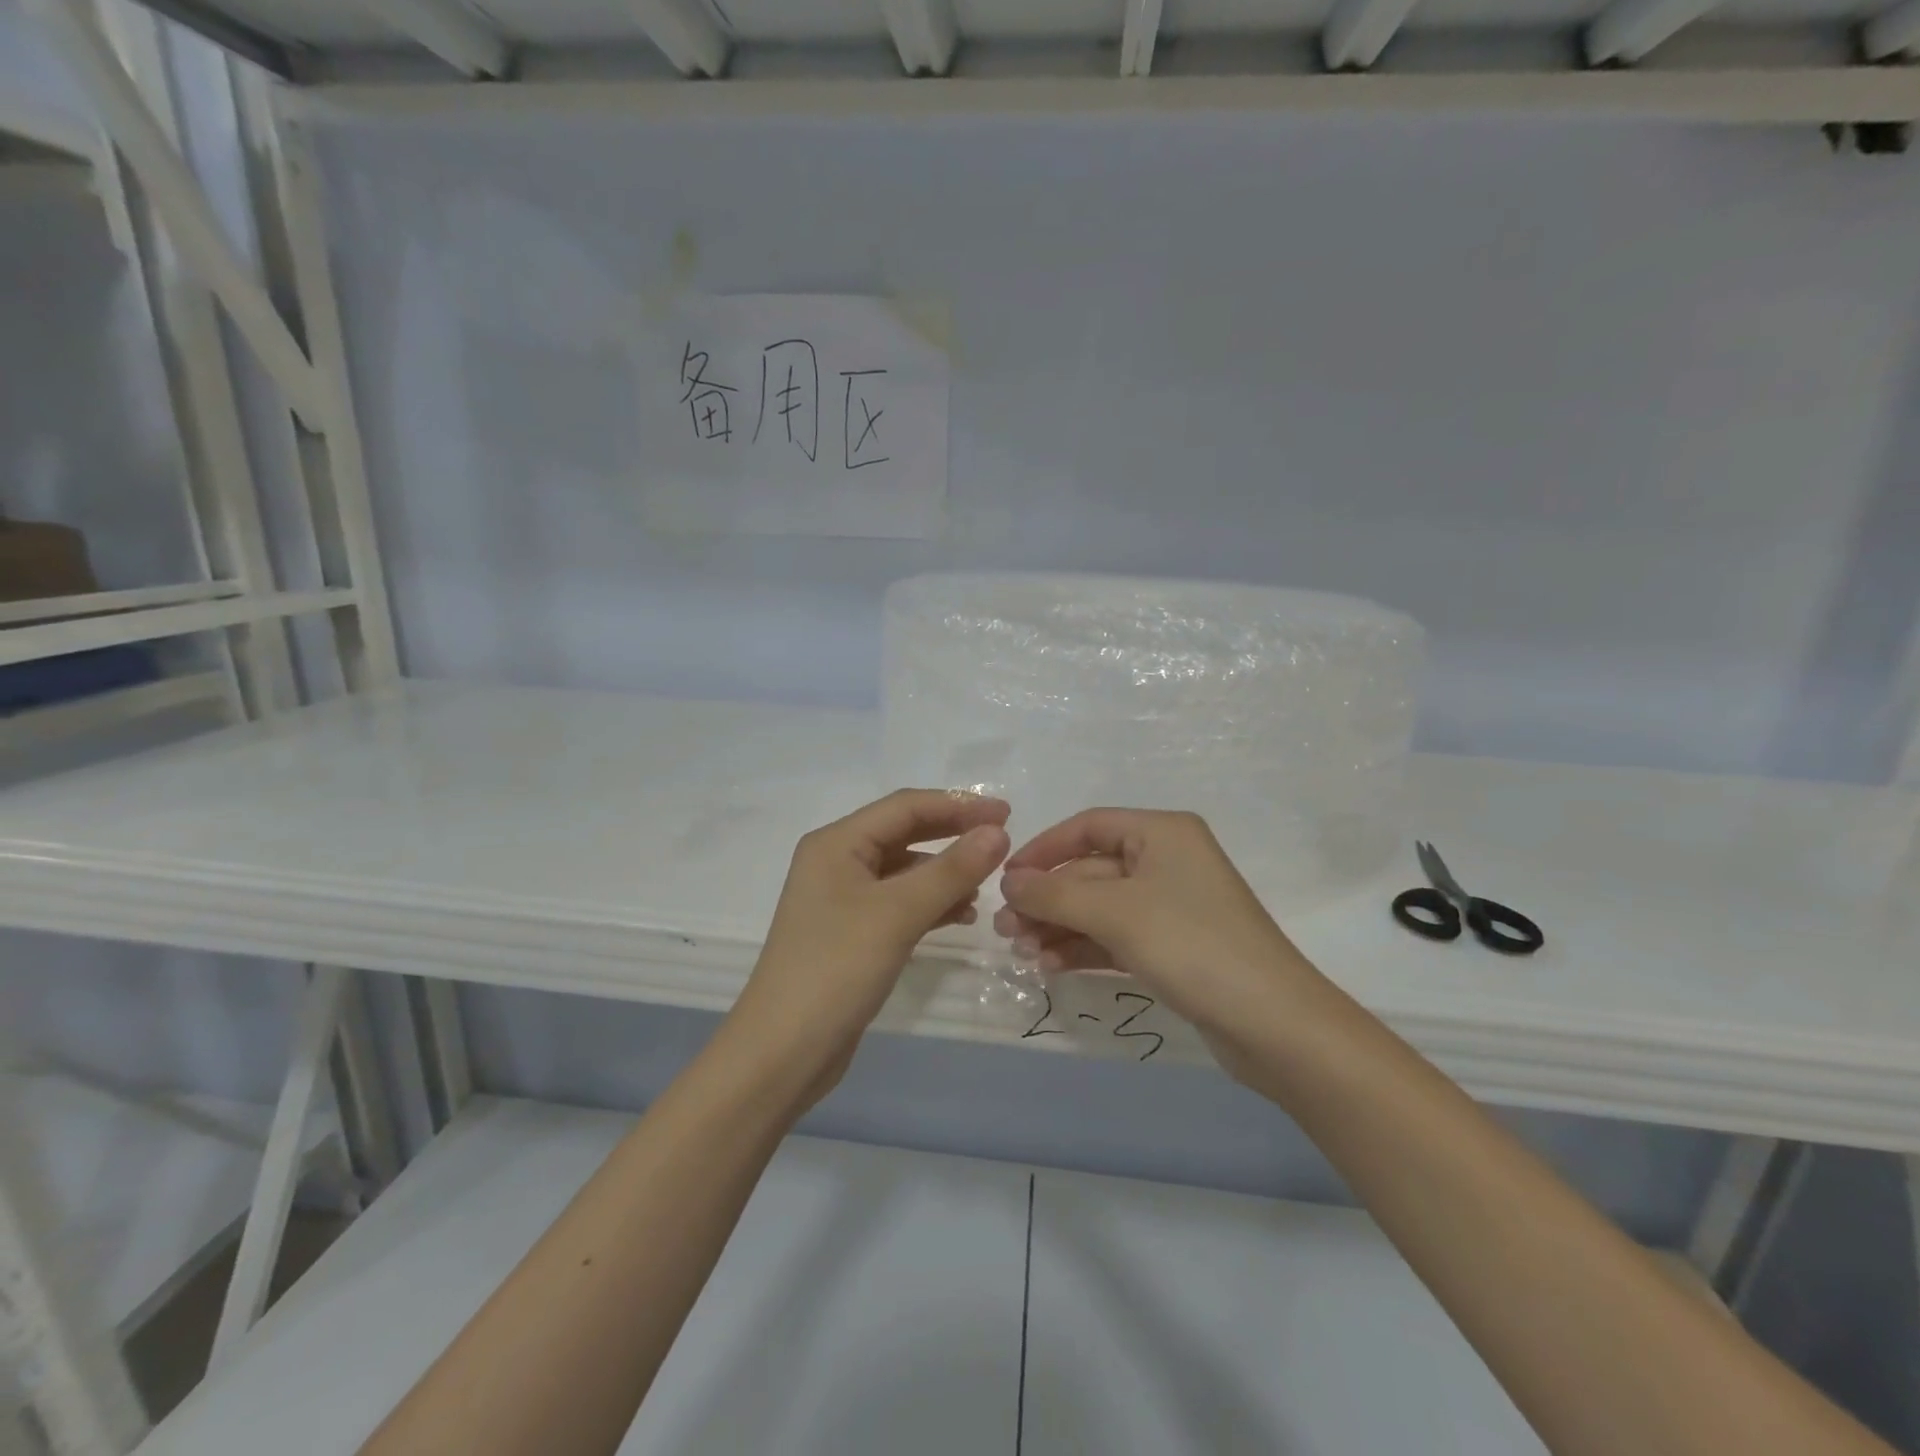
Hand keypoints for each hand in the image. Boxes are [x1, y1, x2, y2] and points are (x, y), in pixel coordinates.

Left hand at [729, 790, 1011, 1101]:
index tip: (1006, 814)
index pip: (905, 806)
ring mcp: (842, 899)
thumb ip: (951, 870)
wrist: (783, 1052)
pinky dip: (931, 903)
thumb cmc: (836, 969)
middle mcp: (837, 861)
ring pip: (905, 870)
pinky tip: (962, 915)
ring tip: (987, 884)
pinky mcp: (852, 932)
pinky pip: (899, 902)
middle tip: (1002, 840)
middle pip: (905, 833)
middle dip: (953, 834)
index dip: (958, 805)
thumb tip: (998, 832)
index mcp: (837, 843)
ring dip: (945, 872)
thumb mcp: (898, 913)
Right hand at [994, 809, 1330, 1083]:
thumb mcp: (1116, 913)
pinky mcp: (1173, 947)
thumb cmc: (1192, 946)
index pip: (1088, 827)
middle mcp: (1167, 860)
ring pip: (1099, 908)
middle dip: (1047, 899)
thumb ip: (1055, 894)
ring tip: (1021, 952)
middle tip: (1005, 929)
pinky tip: (1050, 966)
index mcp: (1162, 833)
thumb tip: (1009, 882)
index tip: (1005, 879)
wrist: (1274, 1025)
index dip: (1043, 849)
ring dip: (1059, 927)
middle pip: (1090, 871)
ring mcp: (1171, 906)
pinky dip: (1083, 948)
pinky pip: (1116, 937)